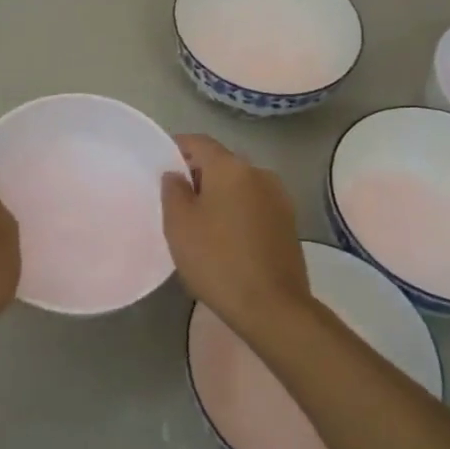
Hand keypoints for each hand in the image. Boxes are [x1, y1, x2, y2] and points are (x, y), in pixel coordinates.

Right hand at [160, 134, 314, 343]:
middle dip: (199, 173)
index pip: (199, 142)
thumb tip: (176, 175)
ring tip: (200, 220)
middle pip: (222, 162)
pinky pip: (255, 205)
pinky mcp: (289, 223)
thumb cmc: (217, 260)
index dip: (177, 147)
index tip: (160, 163)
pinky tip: (225, 236)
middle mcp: (259, 173)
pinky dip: (237, 211)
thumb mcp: (179, 225)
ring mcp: (279, 198)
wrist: (272, 306)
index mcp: (231, 167)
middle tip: (176, 198)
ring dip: (220, 194)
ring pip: (240, 185)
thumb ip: (173, 191)